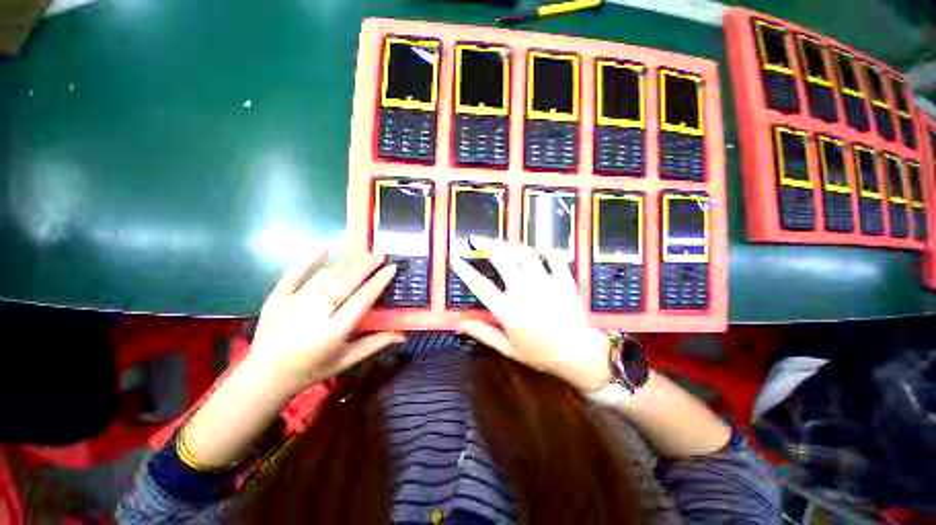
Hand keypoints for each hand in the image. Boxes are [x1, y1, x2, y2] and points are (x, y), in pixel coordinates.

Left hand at [245, 248, 404, 396]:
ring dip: (346, 262)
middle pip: (343, 284)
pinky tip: (325, 245)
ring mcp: (291, 305)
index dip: (377, 283)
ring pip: (324, 277)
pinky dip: (309, 258)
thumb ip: (376, 344)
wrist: (266, 376)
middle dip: (364, 266)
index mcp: (332, 333)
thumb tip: (403, 335)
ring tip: (363, 253)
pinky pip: (293, 275)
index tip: (391, 268)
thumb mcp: (347, 360)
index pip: (361, 301)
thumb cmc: (313, 369)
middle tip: (379, 254)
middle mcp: (313, 316)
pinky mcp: (275, 300)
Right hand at [451, 239, 611, 392]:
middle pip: (503, 260)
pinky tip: (537, 249)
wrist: (578, 354)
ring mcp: (546, 283)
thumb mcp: (508, 348)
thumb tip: (460, 323)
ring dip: (511, 247)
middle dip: (487, 246)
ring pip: (525, 254)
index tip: (455, 260)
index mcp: (509, 311)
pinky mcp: (563, 280)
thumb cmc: (540, 353)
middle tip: (477, 239)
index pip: (481, 287)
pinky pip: (553, 257)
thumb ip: (484, 333)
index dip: (465, 272)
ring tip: (503, 245)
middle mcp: (525, 292)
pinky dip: (544, 250)